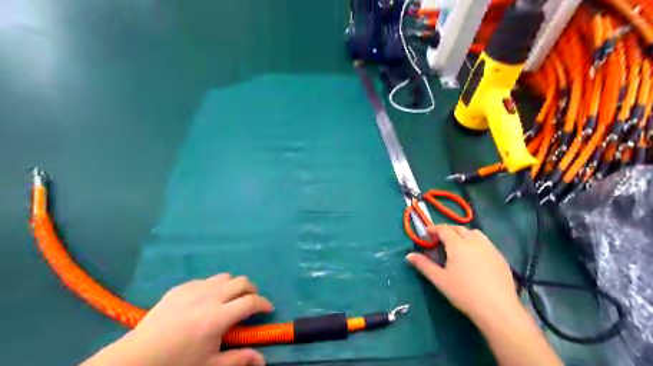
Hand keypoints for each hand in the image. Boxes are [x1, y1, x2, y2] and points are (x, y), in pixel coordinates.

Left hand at [84, 274, 273, 365]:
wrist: (136, 359)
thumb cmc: (176, 364)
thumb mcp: (210, 365)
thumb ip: (238, 360)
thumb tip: (263, 360)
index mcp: (218, 317)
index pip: (251, 302)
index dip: (264, 303)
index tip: (268, 309)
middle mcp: (210, 297)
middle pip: (241, 282)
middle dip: (252, 290)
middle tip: (251, 302)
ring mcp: (194, 289)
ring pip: (224, 277)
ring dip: (233, 285)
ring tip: (230, 299)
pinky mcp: (180, 287)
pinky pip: (205, 280)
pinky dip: (213, 287)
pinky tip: (205, 301)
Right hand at [407, 226, 523, 322]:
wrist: (497, 309)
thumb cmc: (464, 293)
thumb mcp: (440, 280)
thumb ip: (424, 265)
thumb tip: (409, 255)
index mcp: (458, 245)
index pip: (444, 229)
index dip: (434, 228)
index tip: (427, 232)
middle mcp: (474, 242)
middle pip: (459, 228)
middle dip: (448, 230)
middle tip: (440, 239)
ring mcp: (490, 248)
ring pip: (475, 233)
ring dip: (463, 234)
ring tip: (458, 244)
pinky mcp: (500, 257)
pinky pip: (486, 242)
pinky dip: (476, 242)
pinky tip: (475, 256)